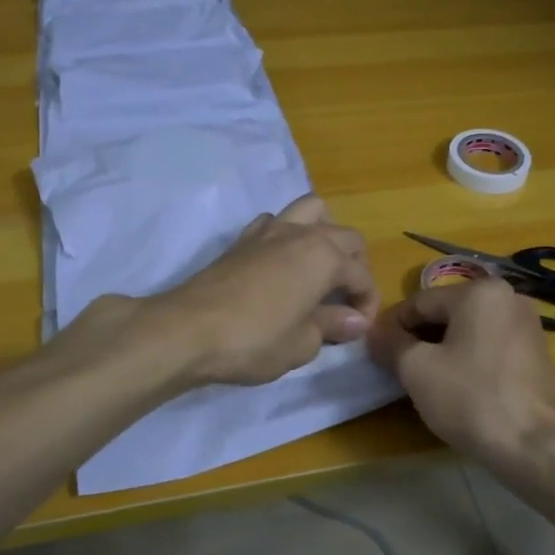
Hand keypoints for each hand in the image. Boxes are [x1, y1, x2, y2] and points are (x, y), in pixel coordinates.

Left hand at [148, 194, 380, 385]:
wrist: (188, 330)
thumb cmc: (254, 340)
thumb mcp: (303, 343)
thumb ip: (331, 326)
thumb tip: (353, 320)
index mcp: (325, 256)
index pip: (361, 275)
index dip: (366, 303)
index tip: (357, 329)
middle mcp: (301, 233)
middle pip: (345, 236)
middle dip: (355, 265)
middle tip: (346, 300)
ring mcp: (269, 231)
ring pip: (311, 211)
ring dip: (325, 232)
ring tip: (320, 267)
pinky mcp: (242, 240)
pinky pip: (275, 222)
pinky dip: (287, 234)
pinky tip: (282, 264)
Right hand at [366, 278, 554, 471]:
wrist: (537, 445)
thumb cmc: (472, 399)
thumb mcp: (417, 370)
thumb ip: (391, 344)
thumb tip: (375, 334)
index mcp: (480, 291)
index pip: (419, 302)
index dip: (391, 326)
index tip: (374, 352)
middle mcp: (509, 298)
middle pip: (446, 313)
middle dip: (418, 339)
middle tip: (396, 369)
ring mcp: (528, 326)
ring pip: (468, 331)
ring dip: (442, 350)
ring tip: (423, 381)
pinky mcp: (536, 355)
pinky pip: (489, 347)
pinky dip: (468, 360)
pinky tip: (456, 388)